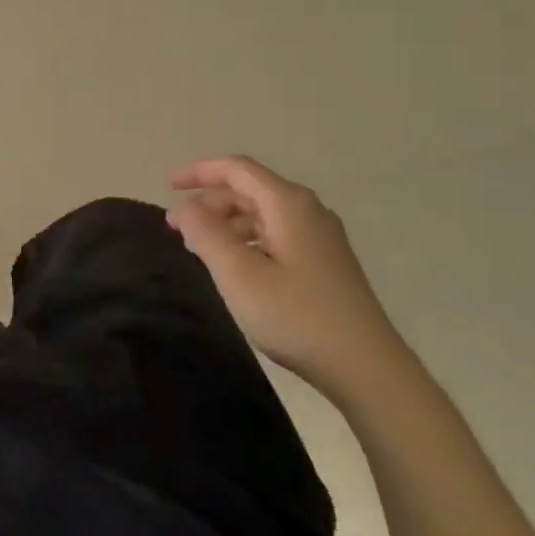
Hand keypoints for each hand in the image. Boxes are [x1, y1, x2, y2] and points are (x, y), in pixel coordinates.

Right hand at [168, 156, 412, 404]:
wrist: (366, 367)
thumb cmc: (296, 315)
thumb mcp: (238, 274)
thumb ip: (205, 233)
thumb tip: (184, 207)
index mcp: (288, 204)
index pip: (237, 169)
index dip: (199, 172)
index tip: (168, 186)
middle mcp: (307, 211)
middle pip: (249, 189)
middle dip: (209, 202)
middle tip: (177, 227)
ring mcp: (320, 237)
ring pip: (262, 214)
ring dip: (226, 223)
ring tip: (198, 248)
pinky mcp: (325, 262)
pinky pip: (275, 234)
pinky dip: (246, 240)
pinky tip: (234, 266)